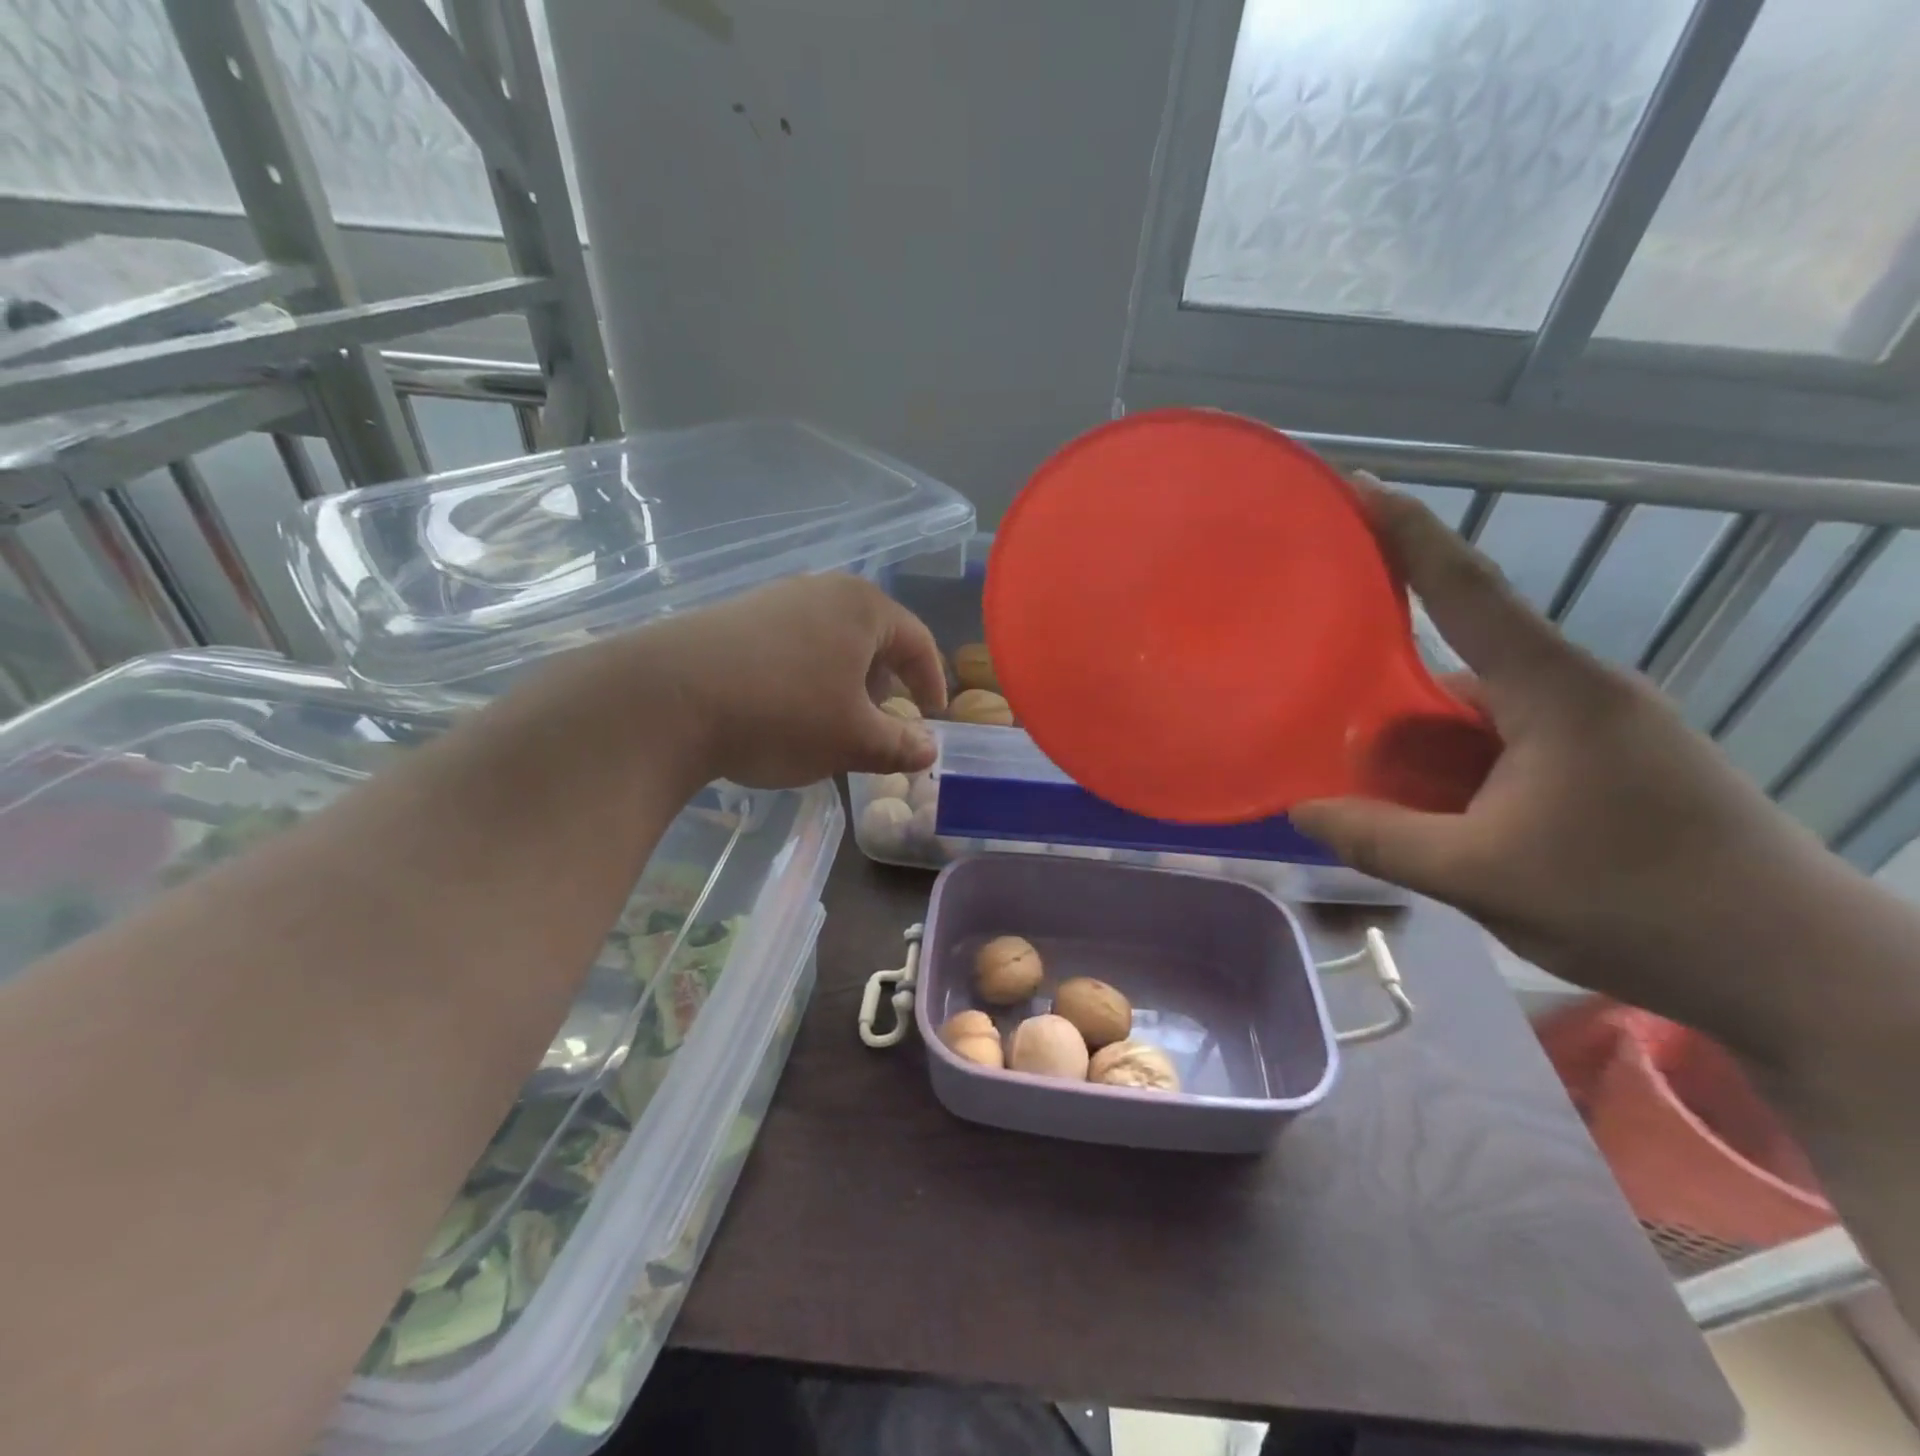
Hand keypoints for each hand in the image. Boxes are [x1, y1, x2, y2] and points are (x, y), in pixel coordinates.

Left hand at [620, 573, 947, 788]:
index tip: (932, 719)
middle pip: (873, 637)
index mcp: (862, 607)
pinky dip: (804, 677)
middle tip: (883, 723)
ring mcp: (772, 600)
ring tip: (833, 722)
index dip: (932, 683)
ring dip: (843, 682)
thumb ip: (899, 745)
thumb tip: (928, 749)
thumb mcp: (853, 740)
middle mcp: (821, 590)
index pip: (917, 641)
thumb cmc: (782, 713)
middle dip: (885, 684)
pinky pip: (790, 646)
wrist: (665, 700)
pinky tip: (783, 711)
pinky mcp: (734, 618)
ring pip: (829, 642)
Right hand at [1291, 478, 1841, 1047]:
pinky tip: (1432, 819)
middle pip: (1456, 665)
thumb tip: (1301, 809)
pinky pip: (1502, 749)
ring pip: (1476, 717)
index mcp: (1553, 690)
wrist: (1794, 970)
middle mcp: (1575, 692)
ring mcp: (1594, 730)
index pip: (1465, 589)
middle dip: (1387, 696)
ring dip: (1423, 751)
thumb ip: (1380, 839)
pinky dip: (1456, 774)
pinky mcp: (1603, 767)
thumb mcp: (1481, 877)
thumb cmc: (1637, 905)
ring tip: (1372, 794)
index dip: (1405, 532)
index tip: (1356, 486)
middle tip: (1323, 726)